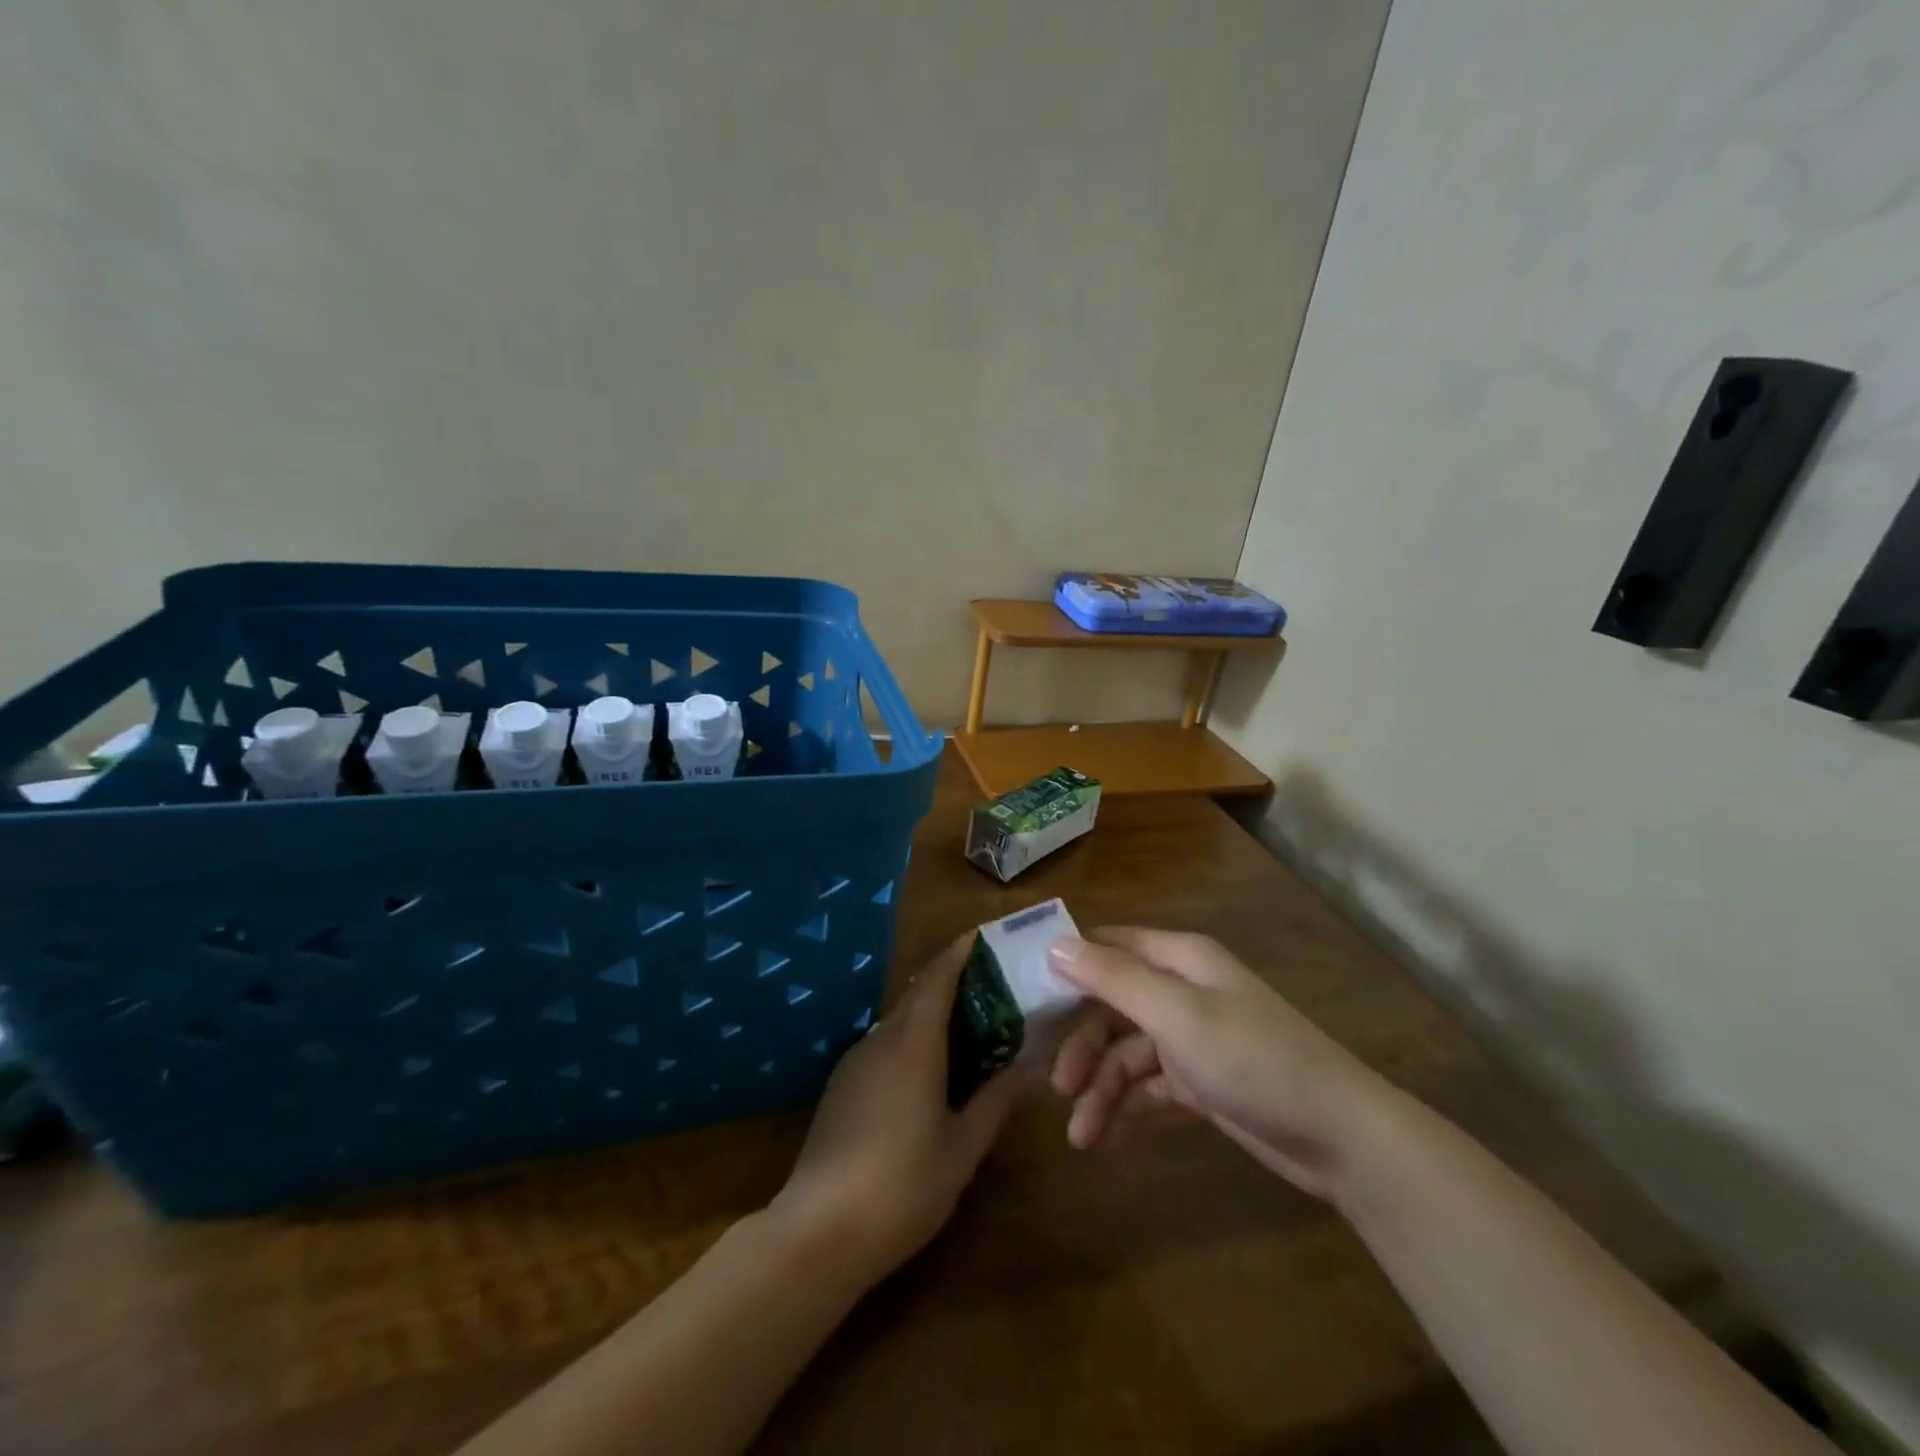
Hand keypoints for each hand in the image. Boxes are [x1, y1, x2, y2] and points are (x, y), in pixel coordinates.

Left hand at [772, 934, 1024, 1280]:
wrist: (819, 1231)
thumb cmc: (904, 1185)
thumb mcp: (963, 1148)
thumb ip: (996, 1101)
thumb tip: (1033, 1067)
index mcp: (914, 1045)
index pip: (937, 980)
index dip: (957, 954)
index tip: (980, 937)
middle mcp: (881, 1042)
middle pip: (916, 996)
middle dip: (948, 981)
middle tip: (986, 985)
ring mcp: (854, 1064)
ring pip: (897, 1023)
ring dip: (927, 1015)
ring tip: (963, 1029)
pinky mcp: (839, 1088)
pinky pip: (881, 1047)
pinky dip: (908, 1042)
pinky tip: (925, 1073)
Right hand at [1048, 928, 1394, 1199]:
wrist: (1339, 1138)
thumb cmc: (1252, 1059)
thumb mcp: (1176, 1015)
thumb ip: (1113, 979)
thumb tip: (1054, 945)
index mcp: (1179, 960)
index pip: (1109, 946)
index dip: (1069, 964)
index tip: (1025, 995)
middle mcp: (1182, 991)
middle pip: (1112, 1007)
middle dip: (1084, 1047)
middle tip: (1058, 1087)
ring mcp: (1193, 1039)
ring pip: (1128, 1055)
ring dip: (1103, 1091)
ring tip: (1082, 1138)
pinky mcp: (1202, 1083)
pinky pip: (1150, 1088)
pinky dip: (1129, 1109)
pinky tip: (1108, 1140)